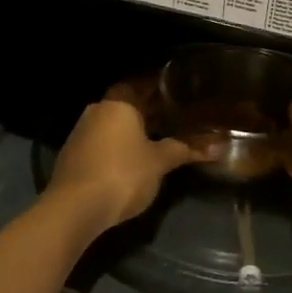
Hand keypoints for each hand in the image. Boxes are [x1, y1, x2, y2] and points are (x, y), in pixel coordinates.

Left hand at [46, 79, 208, 238]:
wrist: (74, 208)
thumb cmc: (122, 174)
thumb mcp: (159, 162)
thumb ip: (185, 150)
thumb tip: (218, 147)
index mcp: (119, 103)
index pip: (140, 84)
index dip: (159, 86)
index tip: (177, 90)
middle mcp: (97, 110)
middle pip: (126, 104)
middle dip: (148, 109)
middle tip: (174, 114)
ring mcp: (81, 132)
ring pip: (113, 123)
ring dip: (132, 128)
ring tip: (158, 136)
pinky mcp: (73, 154)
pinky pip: (102, 141)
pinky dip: (118, 144)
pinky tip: (132, 158)